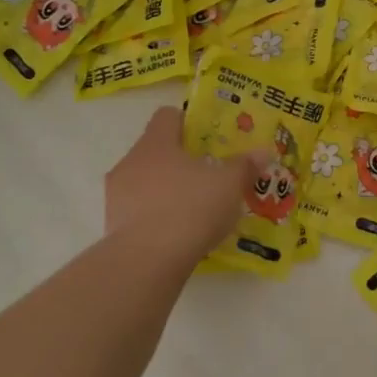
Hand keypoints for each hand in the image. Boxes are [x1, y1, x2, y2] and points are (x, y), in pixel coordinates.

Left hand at [104, 106, 266, 264]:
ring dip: (167, 189)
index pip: (167, 116)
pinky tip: (179, 232)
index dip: (189, 122)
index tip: (209, 138)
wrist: (148, 260)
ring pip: (146, 181)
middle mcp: (130, 162)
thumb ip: (245, 165)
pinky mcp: (113, 225)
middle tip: (209, 174)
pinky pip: (139, 210)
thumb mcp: (229, 185)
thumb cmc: (191, 208)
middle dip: (181, 160)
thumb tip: (263, 151)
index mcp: (156, 143)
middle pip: (156, 150)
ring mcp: (117, 195)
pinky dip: (158, 215)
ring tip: (195, 208)